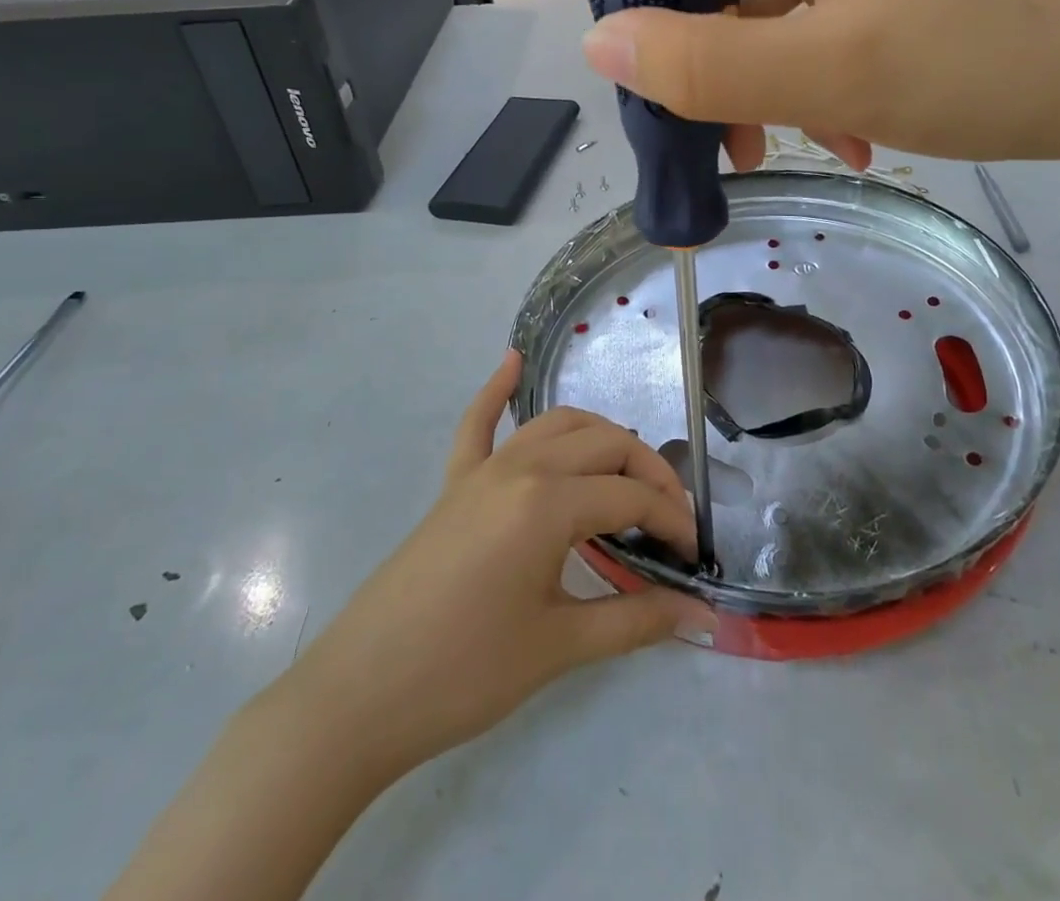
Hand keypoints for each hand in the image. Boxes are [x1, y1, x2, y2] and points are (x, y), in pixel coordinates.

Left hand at [285, 352, 711, 777]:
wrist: (358, 697)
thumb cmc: (465, 674)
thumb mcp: (559, 647)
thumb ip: (636, 621)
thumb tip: (700, 613)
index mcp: (548, 502)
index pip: (632, 496)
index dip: (672, 521)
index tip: (694, 556)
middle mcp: (521, 467)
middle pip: (605, 445)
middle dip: (649, 473)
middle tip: (670, 521)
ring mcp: (483, 469)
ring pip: (558, 425)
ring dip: (601, 437)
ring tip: (629, 470)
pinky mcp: (454, 483)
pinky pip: (478, 424)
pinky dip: (497, 390)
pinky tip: (513, 362)